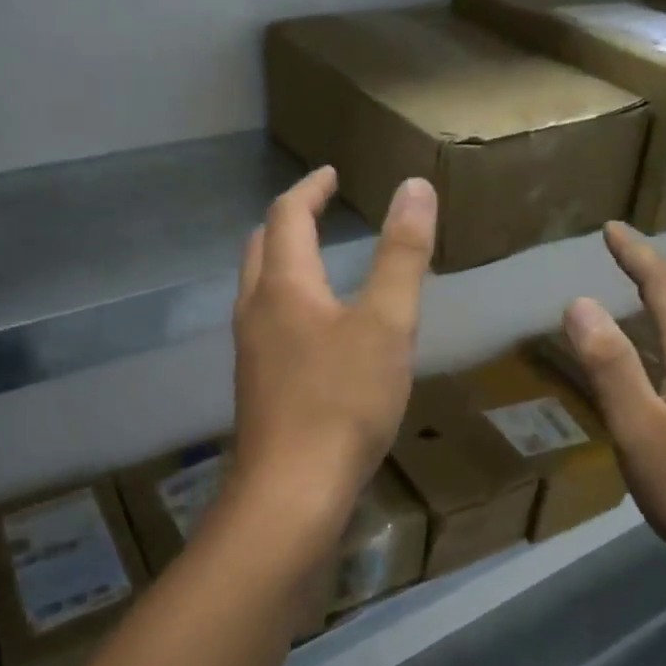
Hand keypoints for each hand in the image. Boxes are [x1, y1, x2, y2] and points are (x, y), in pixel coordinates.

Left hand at [230, 166, 435, 539]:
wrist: (292, 491)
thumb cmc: (344, 401)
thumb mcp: (387, 323)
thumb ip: (402, 255)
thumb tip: (415, 186)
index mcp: (284, 286)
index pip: (287, 215)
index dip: (310, 188)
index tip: (331, 174)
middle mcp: (255, 311)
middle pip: (262, 249)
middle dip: (289, 221)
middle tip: (320, 211)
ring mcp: (250, 352)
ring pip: (258, 289)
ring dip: (283, 263)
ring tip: (318, 262)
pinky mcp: (257, 387)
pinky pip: (266, 324)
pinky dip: (286, 303)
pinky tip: (314, 331)